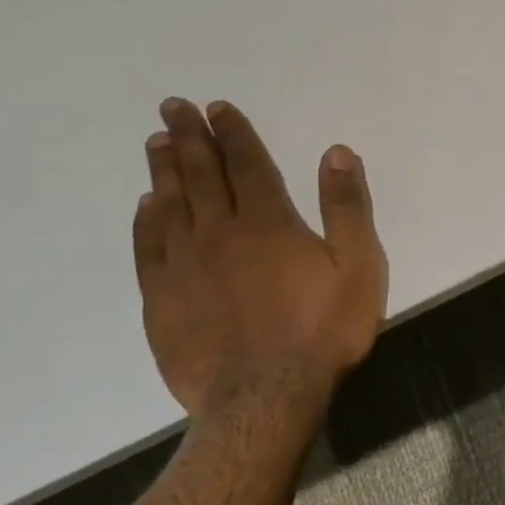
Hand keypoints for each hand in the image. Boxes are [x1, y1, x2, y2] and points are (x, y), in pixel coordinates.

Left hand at [132, 98, 387, 423]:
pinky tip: (147, 206)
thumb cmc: (322, 330)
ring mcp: (183, 267)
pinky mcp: (161, 300)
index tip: (217, 107)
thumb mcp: (358, 266)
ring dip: (164, 170)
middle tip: (172, 107)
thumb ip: (347, 208)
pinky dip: (146, 220)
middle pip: (201, 175)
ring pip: (170, 205)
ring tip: (157, 143)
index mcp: (269, 223)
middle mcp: (219, 233)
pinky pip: (149, 248)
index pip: (248, 164)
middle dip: (190, 138)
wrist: (264, 398)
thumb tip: (336, 153)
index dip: (233, 133)